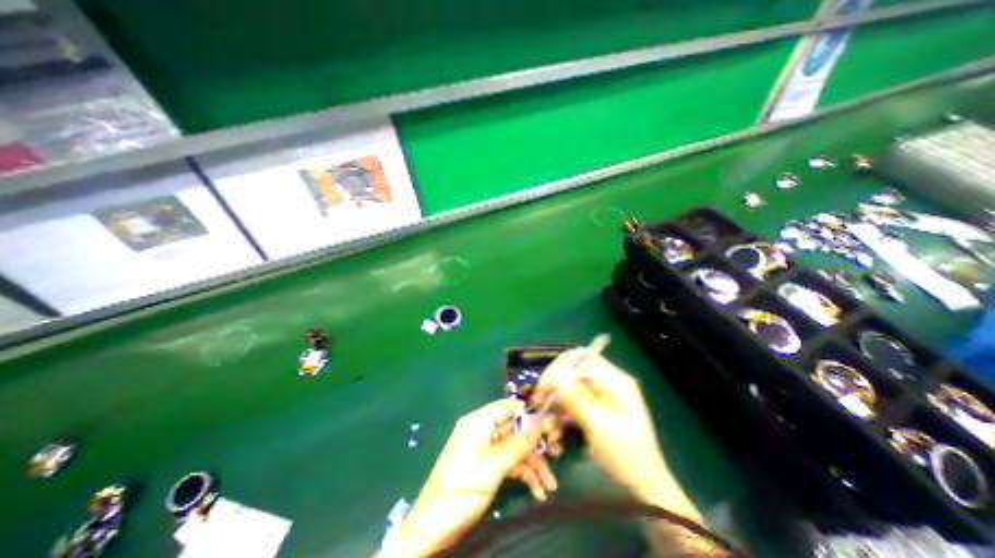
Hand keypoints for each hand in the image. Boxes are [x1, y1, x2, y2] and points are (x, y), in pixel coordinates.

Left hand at [402, 402, 557, 553]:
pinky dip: (524, 475)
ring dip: (534, 465)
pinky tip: (538, 492)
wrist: (435, 524)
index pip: (508, 406)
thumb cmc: (465, 486)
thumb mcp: (496, 463)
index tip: (549, 424)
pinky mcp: (488, 465)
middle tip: (556, 453)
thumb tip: (541, 423)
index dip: (529, 412)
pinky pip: (510, 463)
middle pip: (515, 428)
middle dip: (536, 443)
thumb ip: (520, 442)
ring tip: (550, 485)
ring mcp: (486, 449)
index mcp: (479, 421)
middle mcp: (484, 430)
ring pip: (516, 448)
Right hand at [537, 349, 698, 518]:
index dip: (558, 370)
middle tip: (539, 396)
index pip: (580, 360)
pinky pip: (575, 391)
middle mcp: (610, 378)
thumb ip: (577, 399)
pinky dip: (564, 401)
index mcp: (617, 380)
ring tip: (545, 407)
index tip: (542, 390)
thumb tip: (556, 376)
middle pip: (575, 364)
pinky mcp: (598, 399)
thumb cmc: (625, 455)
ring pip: (572, 377)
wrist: (644, 480)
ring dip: (557, 391)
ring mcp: (604, 388)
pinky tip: (559, 417)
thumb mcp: (600, 427)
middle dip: (554, 378)